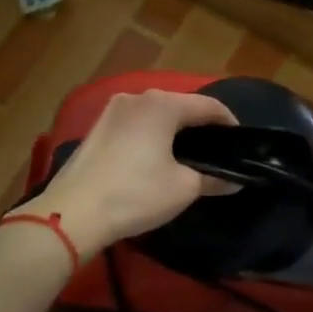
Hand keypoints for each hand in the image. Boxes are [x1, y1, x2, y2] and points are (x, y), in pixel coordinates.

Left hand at [32, 90, 237, 257]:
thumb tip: (234, 182)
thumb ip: (213, 179)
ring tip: (187, 153)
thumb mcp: (183, 188)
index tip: (240, 141)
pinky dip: (151, 134)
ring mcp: (112, 110)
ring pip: (155, 113)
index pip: (208, 105)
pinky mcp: (96, 127)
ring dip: (173, 129)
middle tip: (216, 149)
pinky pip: (135, 124)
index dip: (228, 122)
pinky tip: (155, 156)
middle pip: (180, 105)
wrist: (72, 214)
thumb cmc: (136, 194)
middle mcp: (137, 97)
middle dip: (200, 124)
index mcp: (163, 104)